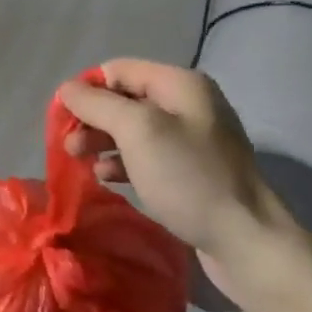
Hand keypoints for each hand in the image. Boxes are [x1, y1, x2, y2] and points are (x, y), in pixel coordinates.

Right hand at [58, 59, 302, 308]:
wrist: (247, 241)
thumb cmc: (188, 176)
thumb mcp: (137, 131)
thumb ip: (97, 104)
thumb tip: (67, 89)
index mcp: (179, 84)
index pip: (118, 70)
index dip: (87, 89)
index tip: (64, 118)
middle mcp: (187, 104)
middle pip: (125, 100)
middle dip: (93, 119)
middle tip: (69, 145)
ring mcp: (192, 140)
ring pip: (133, 131)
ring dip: (103, 142)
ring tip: (81, 162)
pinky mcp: (192, 172)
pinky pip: (148, 157)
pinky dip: (123, 163)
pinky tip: (107, 179)